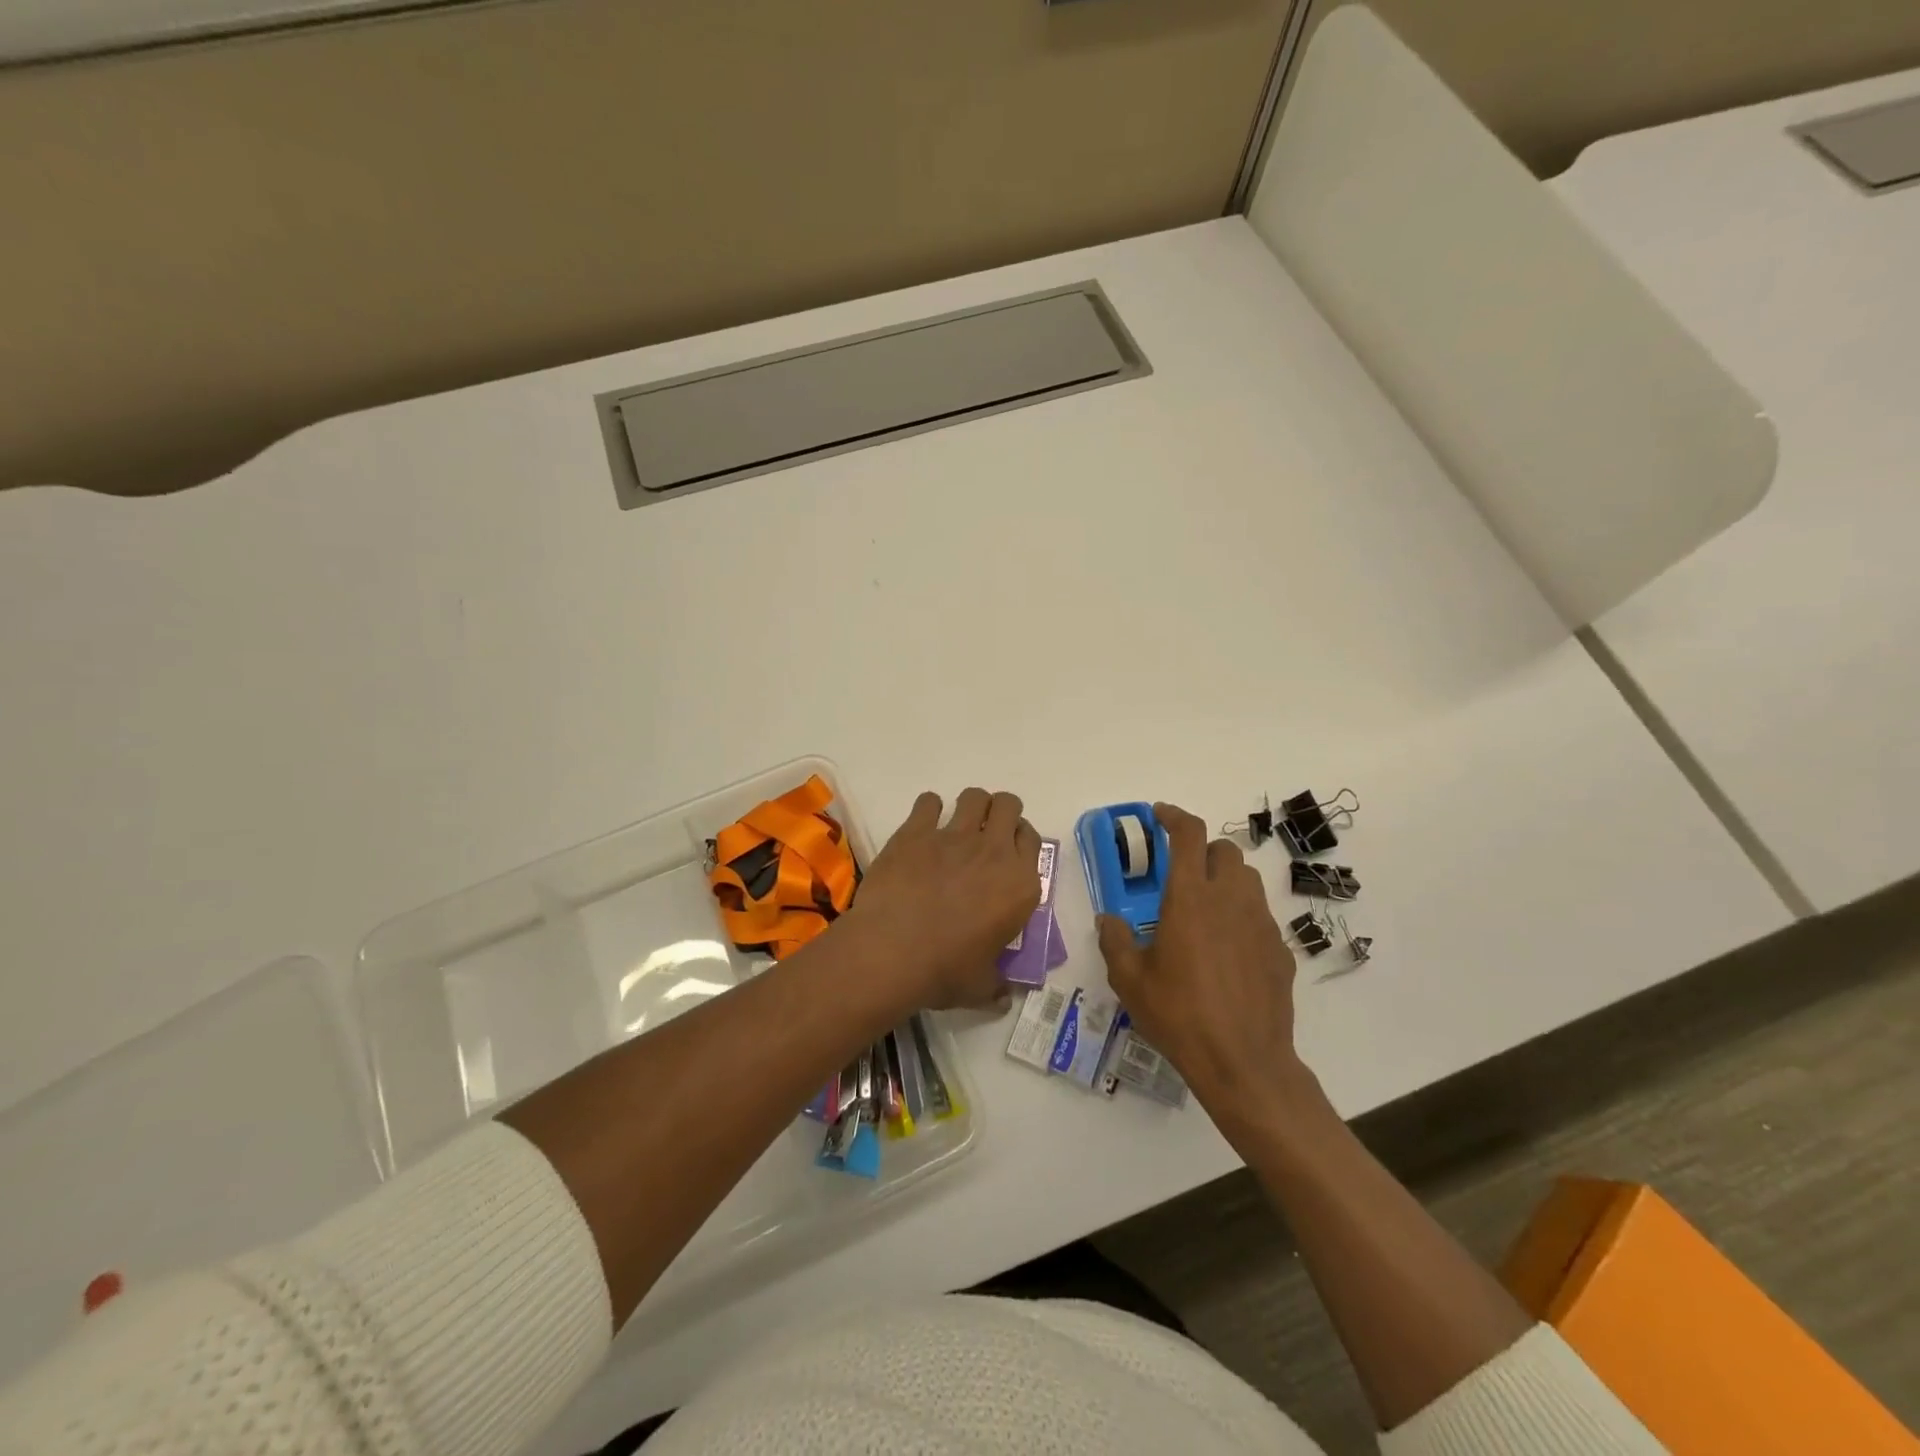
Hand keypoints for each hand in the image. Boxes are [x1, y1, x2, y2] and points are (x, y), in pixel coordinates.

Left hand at [847, 788, 1042, 1011]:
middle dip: (1001, 812)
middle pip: (1008, 806)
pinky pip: (929, 802)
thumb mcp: (981, 987)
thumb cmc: (944, 971)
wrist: (892, 951)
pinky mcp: (916, 831)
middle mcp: (994, 851)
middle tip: (987, 832)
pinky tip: (923, 826)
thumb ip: (997, 985)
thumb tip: (1004, 996)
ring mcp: (954, 836)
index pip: (1033, 840)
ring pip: (974, 796)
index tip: (1009, 852)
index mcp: (1021, 884)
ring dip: (971, 805)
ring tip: (958, 823)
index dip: (1021, 841)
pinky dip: (929, 809)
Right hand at [1096, 802, 1307, 1125]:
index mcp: (1189, 898)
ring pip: (1247, 879)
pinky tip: (1226, 949)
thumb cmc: (1179, 1015)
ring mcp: (1261, 923)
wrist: (1243, 1062)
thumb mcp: (1130, 980)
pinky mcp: (1280, 949)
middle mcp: (1229, 899)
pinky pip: (1260, 915)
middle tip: (1180, 872)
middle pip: (1224, 850)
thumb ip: (1115, 941)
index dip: (1173, 816)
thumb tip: (1108, 920)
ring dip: (1224, 878)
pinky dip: (1241, 915)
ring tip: (1204, 907)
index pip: (1188, 834)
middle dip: (1201, 850)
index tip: (1159, 815)